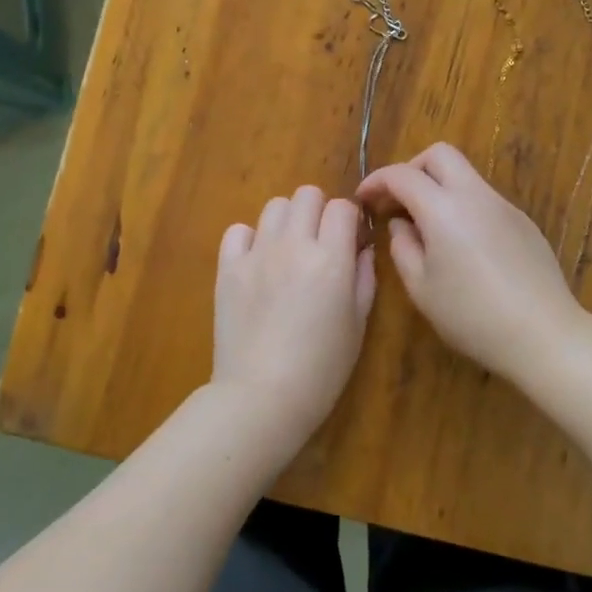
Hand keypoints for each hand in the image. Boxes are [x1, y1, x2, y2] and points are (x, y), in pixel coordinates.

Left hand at [213, 185, 375, 460]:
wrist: (261, 397)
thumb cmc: (321, 369)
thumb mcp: (358, 324)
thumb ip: (363, 278)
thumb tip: (362, 248)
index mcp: (331, 259)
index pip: (343, 207)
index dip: (350, 220)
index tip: (350, 240)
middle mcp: (294, 245)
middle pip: (307, 194)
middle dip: (319, 211)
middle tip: (321, 242)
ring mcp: (257, 254)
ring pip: (274, 206)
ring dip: (288, 220)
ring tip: (289, 250)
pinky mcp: (228, 268)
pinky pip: (238, 230)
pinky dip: (251, 238)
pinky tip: (258, 262)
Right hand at [357, 143, 586, 387]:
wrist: (543, 334)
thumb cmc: (472, 316)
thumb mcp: (421, 288)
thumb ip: (402, 248)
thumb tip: (401, 224)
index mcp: (443, 208)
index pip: (402, 175)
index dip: (376, 181)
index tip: (363, 199)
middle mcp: (475, 195)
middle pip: (440, 155)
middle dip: (412, 169)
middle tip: (398, 202)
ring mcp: (504, 206)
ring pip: (466, 176)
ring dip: (439, 188)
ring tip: (428, 229)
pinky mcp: (524, 222)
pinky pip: (485, 200)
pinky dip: (463, 207)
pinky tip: (463, 248)